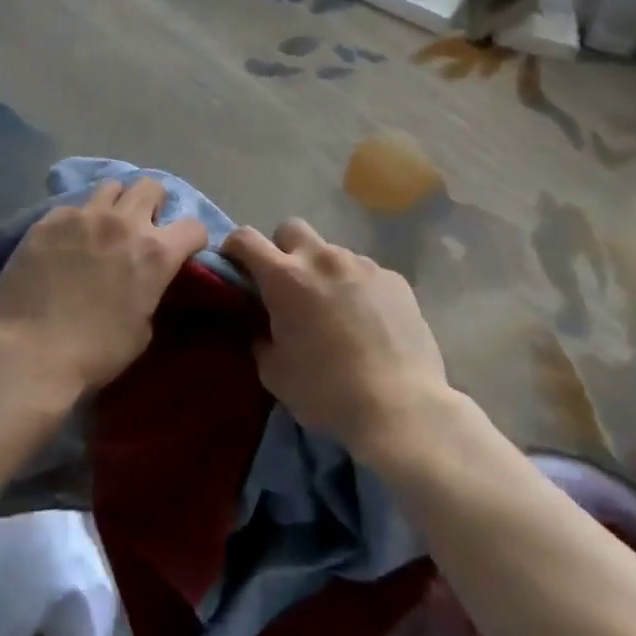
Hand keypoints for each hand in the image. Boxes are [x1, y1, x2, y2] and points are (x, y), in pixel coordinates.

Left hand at [0, 179, 207, 397]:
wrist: (29, 352)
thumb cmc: (94, 353)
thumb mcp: (142, 331)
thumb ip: (151, 292)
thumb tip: (145, 282)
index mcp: (156, 253)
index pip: (193, 226)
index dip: (192, 239)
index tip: (183, 250)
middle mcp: (124, 223)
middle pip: (152, 187)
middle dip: (154, 204)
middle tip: (143, 226)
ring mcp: (84, 216)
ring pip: (112, 186)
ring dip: (116, 203)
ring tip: (105, 225)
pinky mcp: (50, 220)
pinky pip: (73, 206)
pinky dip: (78, 220)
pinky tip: (66, 241)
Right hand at [221, 218, 449, 456]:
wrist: (400, 407)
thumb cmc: (327, 392)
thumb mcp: (275, 374)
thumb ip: (261, 340)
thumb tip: (263, 329)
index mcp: (285, 278)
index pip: (245, 238)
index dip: (234, 247)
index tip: (235, 265)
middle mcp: (322, 259)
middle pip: (291, 229)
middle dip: (282, 249)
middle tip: (287, 285)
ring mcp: (362, 265)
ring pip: (331, 252)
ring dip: (324, 272)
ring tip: (335, 311)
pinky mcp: (394, 279)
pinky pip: (365, 273)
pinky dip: (358, 289)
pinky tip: (368, 322)